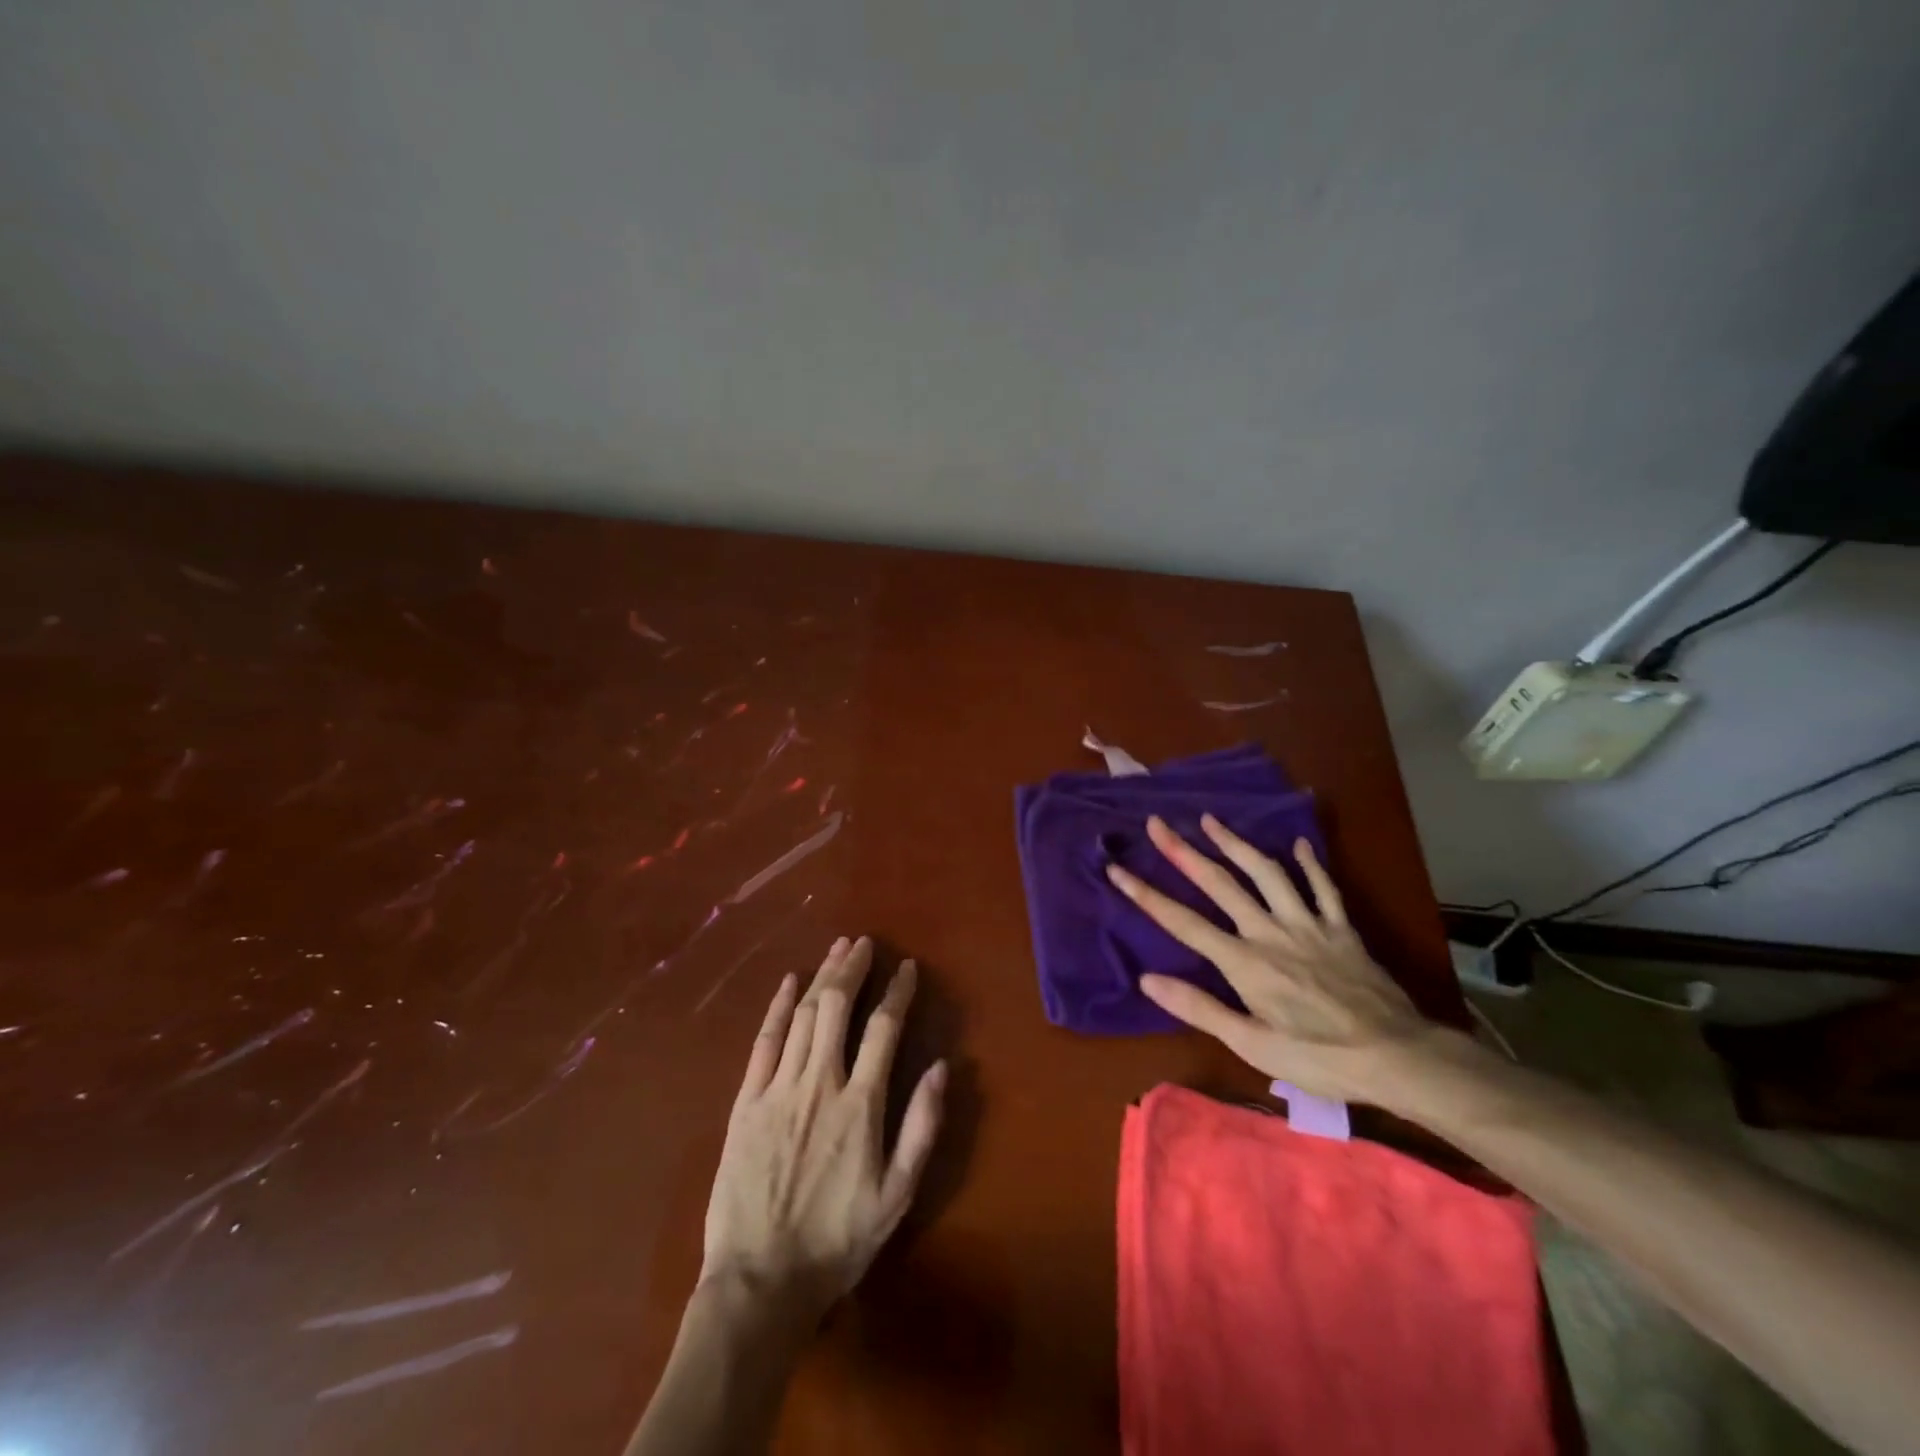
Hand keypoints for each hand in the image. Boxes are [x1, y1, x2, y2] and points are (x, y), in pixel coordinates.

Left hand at [701, 936, 945, 1322]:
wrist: (759, 1283)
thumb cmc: (836, 1241)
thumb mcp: (897, 1196)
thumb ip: (921, 1127)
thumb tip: (944, 1067)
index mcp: (860, 1105)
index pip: (883, 1029)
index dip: (897, 993)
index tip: (907, 968)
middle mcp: (820, 1083)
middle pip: (837, 1007)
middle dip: (853, 969)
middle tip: (864, 944)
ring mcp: (778, 1089)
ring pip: (803, 1015)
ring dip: (822, 976)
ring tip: (837, 949)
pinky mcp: (745, 1102)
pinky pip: (763, 1042)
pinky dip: (777, 1007)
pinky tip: (788, 982)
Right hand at [1105, 814, 1436, 1103]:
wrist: (1399, 1058)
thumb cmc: (1320, 1058)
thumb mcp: (1253, 1047)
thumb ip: (1201, 1009)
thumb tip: (1148, 980)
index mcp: (1244, 962)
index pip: (1183, 922)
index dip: (1146, 894)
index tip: (1117, 869)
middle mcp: (1270, 932)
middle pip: (1220, 883)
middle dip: (1183, 852)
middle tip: (1158, 823)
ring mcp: (1308, 924)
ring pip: (1267, 873)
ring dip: (1236, 843)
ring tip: (1211, 820)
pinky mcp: (1341, 928)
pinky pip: (1323, 887)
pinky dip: (1309, 864)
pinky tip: (1299, 843)